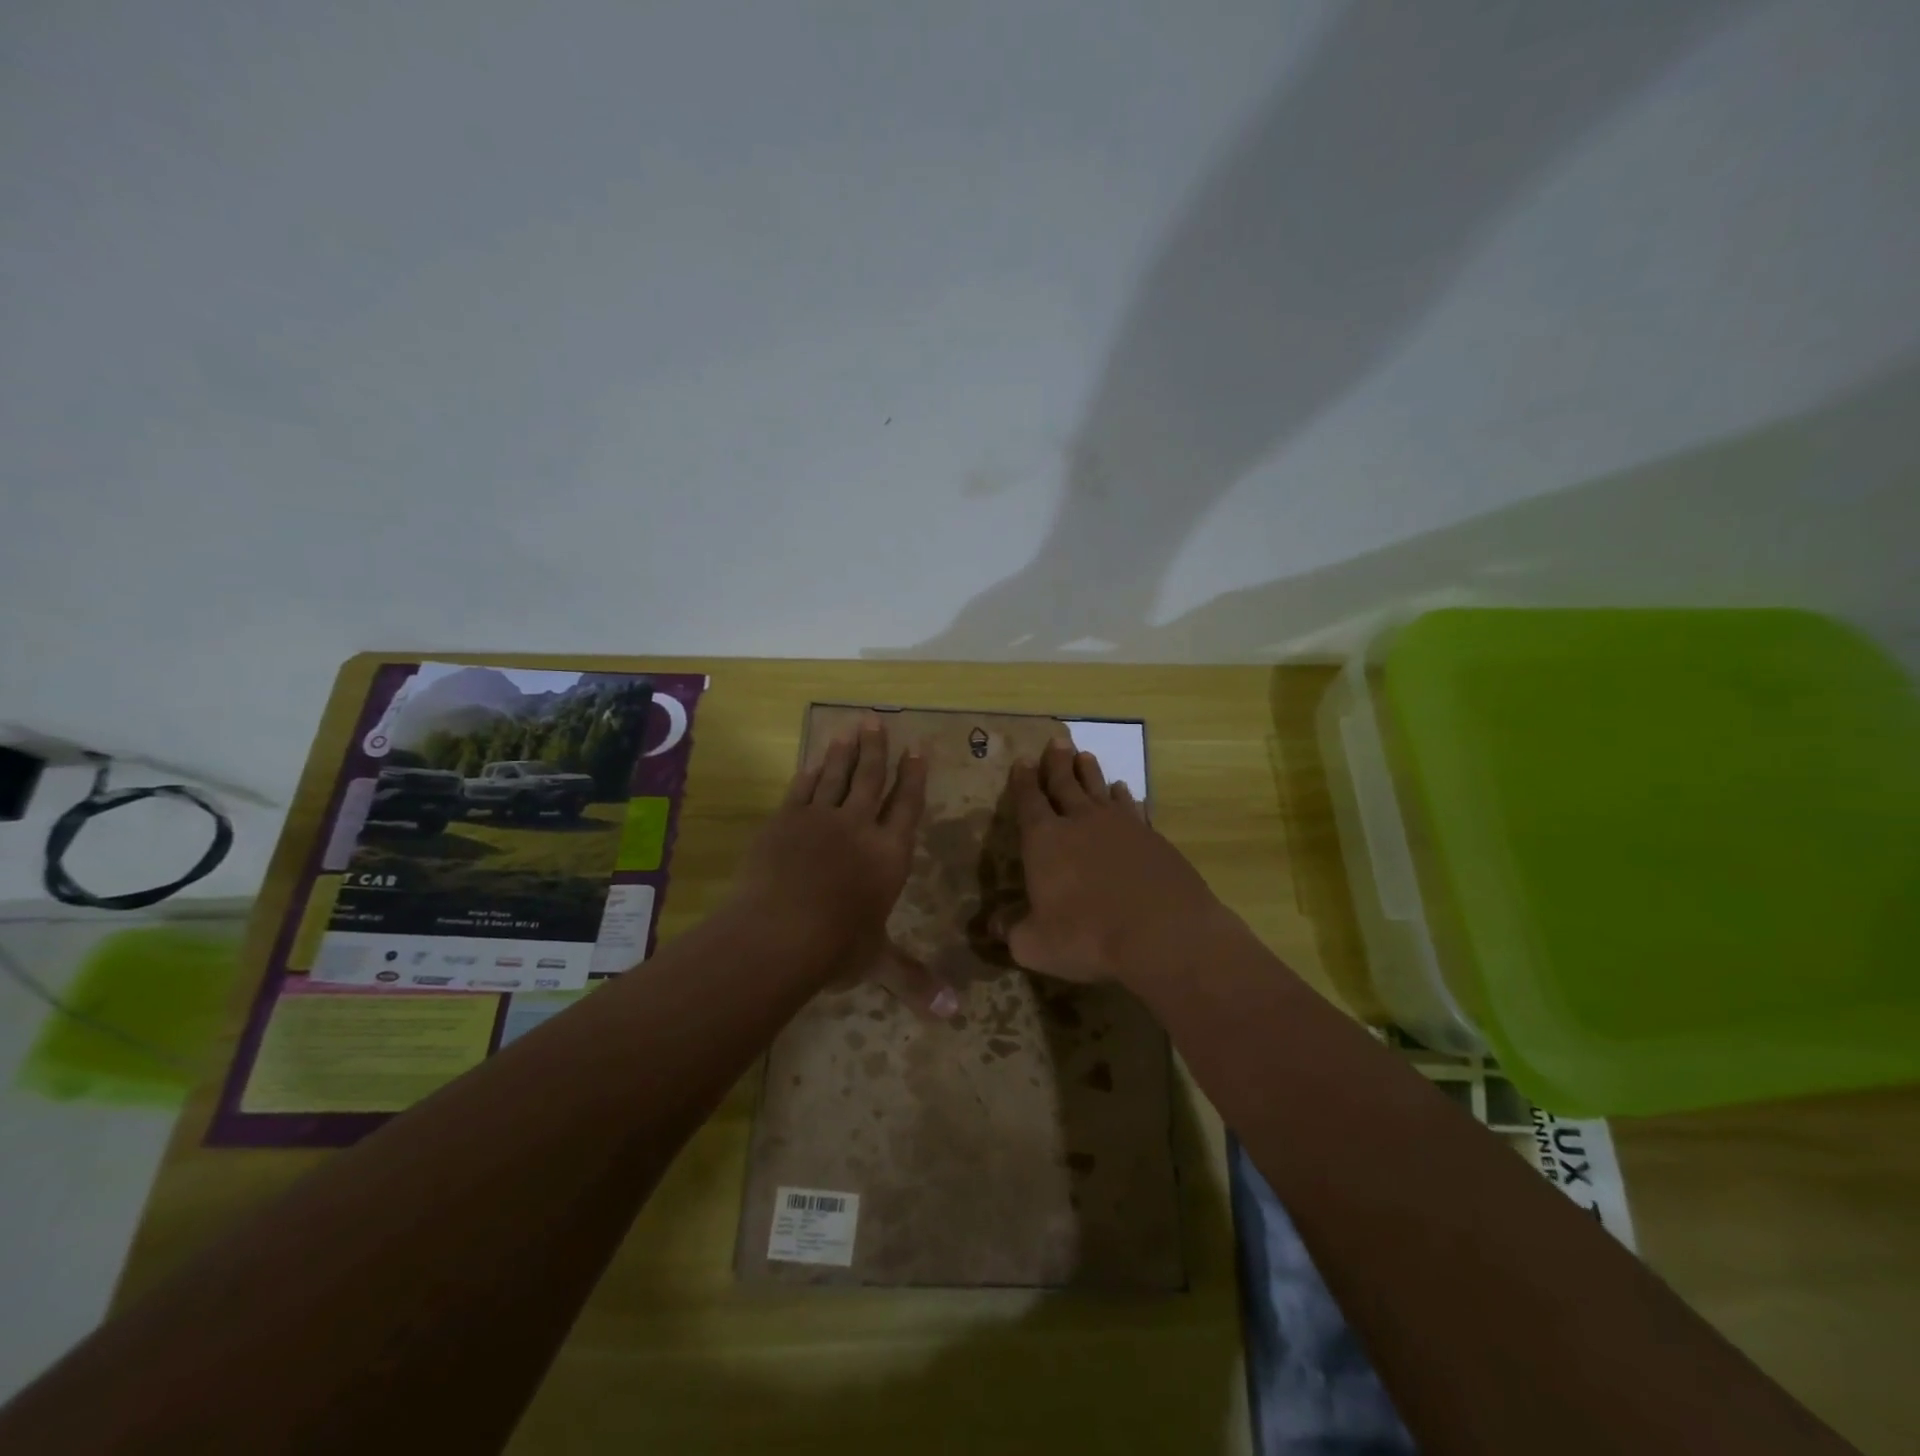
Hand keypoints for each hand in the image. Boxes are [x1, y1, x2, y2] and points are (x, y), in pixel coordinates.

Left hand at [733, 718, 954, 1014]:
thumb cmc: (835, 948)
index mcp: (887, 855)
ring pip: (837, 776)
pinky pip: (803, 788)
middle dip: (878, 750)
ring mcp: (818, 819)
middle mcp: (858, 828)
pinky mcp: (785, 821)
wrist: (777, 933)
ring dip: (846, 751)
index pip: (907, 807)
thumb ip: (913, 980)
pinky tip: (816, 759)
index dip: (913, 778)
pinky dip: (813, 771)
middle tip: (878, 721)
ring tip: (853, 727)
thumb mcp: (878, 962)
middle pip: (871, 780)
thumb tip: (955, 1015)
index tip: (917, 750)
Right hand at [997, 739, 1228, 988]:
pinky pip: (1132, 807)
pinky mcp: (1151, 837)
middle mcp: (1080, 823)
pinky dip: (1125, 797)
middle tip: (1056, 741)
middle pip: (1064, 784)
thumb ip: (1013, 932)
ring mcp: (1120, 826)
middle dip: (1057, 763)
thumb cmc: (1088, 937)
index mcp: (1045, 841)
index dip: (1023, 782)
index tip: (1022, 760)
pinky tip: (1124, 792)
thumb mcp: (1036, 945)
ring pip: (1099, 789)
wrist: (1163, 933)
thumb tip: (993, 927)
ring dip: (1089, 772)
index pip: (1029, 802)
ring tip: (1085, 756)